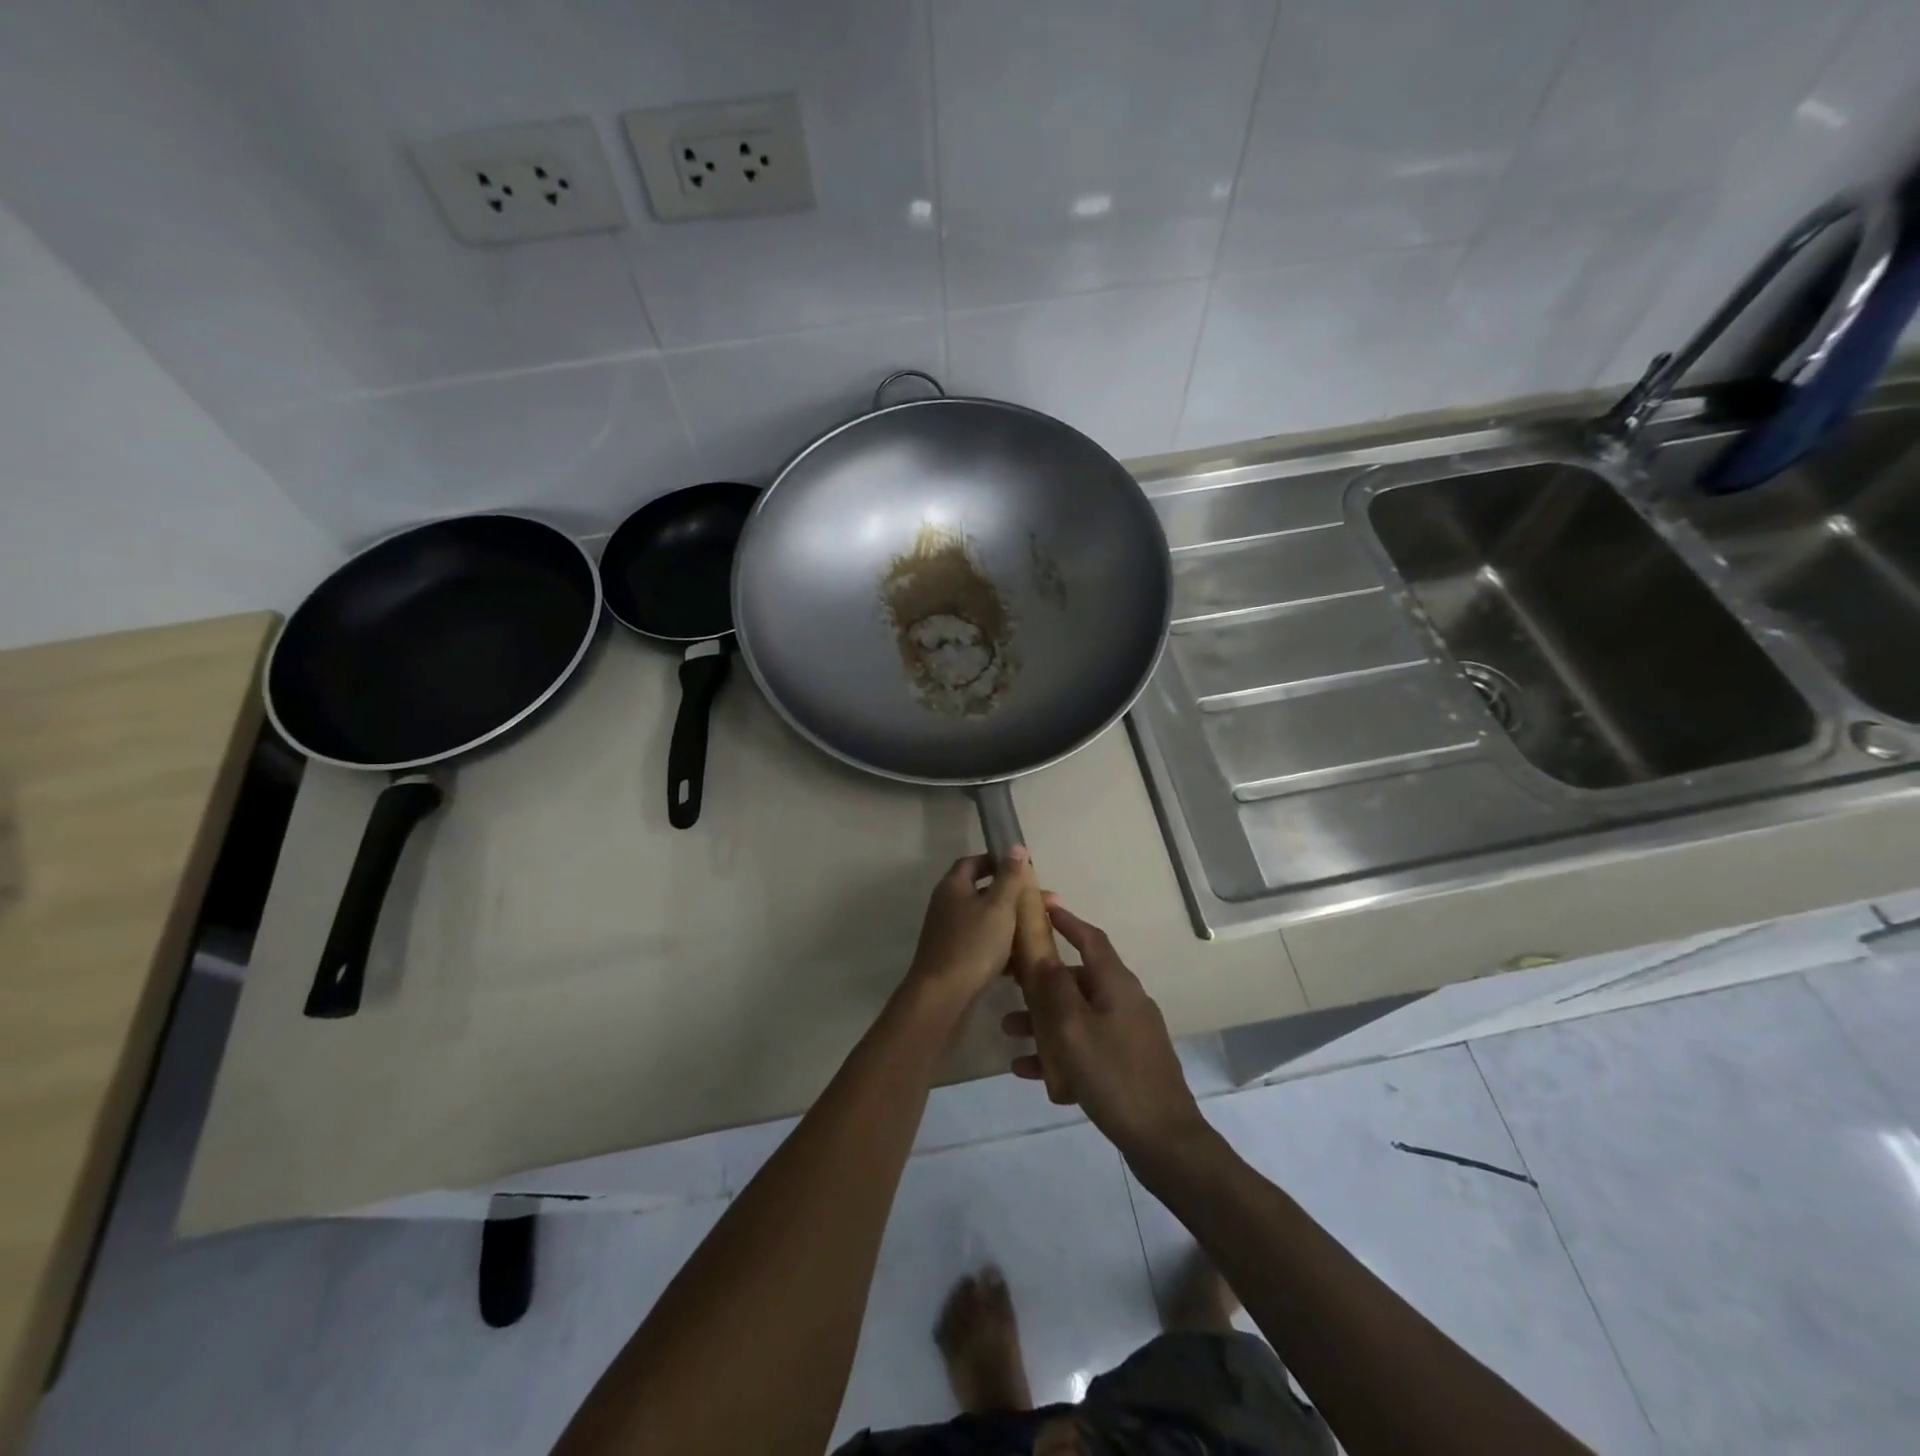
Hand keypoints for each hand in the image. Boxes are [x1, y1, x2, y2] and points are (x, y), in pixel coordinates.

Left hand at [903, 850, 1033, 1012]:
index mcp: (953, 887)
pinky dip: (1004, 948)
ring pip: (987, 921)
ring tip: (1042, 930)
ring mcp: (950, 934)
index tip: (1023, 867)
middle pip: (984, 892)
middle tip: (1047, 903)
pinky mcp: (956, 959)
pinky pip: (984, 945)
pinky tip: (1026, 960)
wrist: (942, 998)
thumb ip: (1009, 876)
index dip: (997, 860)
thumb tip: (1015, 846)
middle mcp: (947, 906)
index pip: (973, 862)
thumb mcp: (998, 906)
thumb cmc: (973, 945)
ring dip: (1013, 923)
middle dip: (1015, 896)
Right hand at [1003, 898, 1207, 1161]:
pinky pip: (1086, 1046)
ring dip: (1044, 1019)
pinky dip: (1059, 1051)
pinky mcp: (1127, 1063)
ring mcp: (1128, 1034)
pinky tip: (1027, 1071)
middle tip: (1009, 981)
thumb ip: (1053, 986)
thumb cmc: (1114, 1075)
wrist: (1164, 1141)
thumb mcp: (1073, 1028)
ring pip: (1078, 1015)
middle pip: (1078, 978)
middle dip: (1042, 980)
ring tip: (1009, 1030)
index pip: (1090, 938)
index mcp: (1117, 984)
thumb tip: (1040, 949)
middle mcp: (1125, 1001)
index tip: (1041, 907)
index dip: (1066, 921)